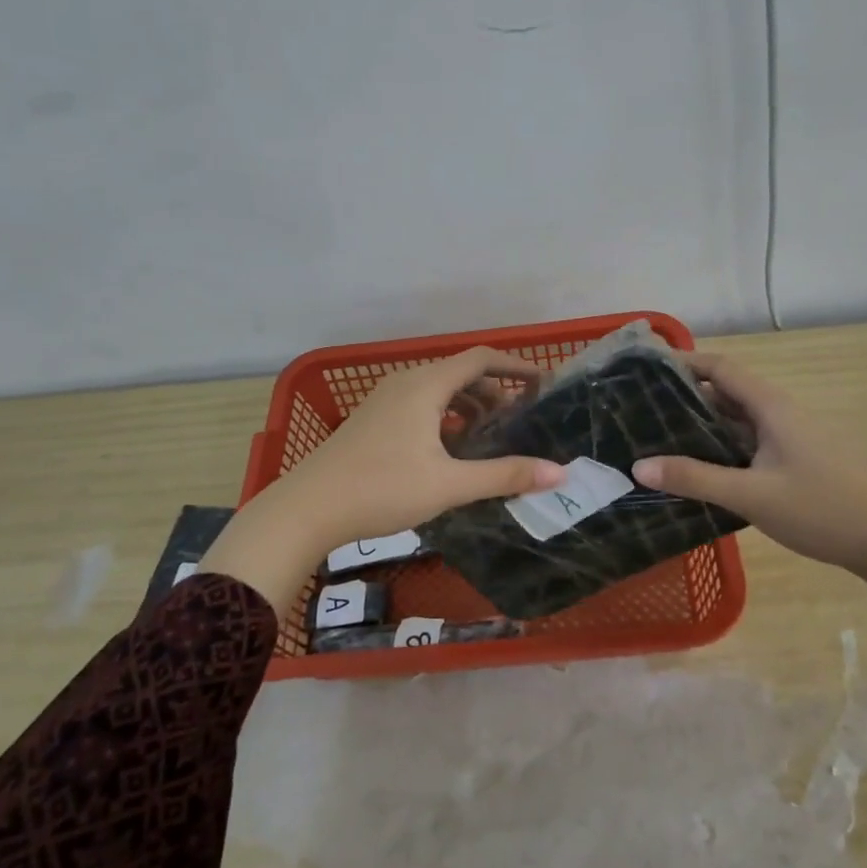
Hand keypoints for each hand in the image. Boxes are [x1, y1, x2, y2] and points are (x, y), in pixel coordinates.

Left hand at [278, 347, 565, 546]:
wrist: (307, 508)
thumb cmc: (381, 489)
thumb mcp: (449, 485)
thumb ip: (504, 476)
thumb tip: (559, 473)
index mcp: (425, 385)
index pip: (480, 359)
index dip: (515, 366)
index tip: (542, 383)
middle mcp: (405, 383)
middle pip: (460, 373)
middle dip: (493, 392)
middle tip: (518, 421)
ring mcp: (384, 401)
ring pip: (438, 390)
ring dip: (468, 406)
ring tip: (488, 437)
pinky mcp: (373, 420)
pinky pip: (420, 404)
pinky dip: (444, 417)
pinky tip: (450, 450)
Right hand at [631, 352, 866, 580]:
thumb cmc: (820, 509)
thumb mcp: (751, 495)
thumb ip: (695, 479)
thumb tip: (639, 466)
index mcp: (770, 407)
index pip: (721, 368)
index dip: (684, 362)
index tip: (645, 368)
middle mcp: (777, 413)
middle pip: (725, 391)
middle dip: (684, 394)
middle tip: (639, 406)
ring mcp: (786, 437)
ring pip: (735, 418)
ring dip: (700, 422)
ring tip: (656, 434)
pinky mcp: (790, 459)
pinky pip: (745, 441)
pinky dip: (717, 445)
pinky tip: (696, 466)